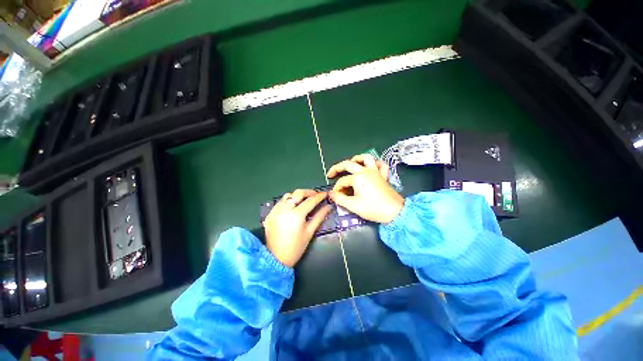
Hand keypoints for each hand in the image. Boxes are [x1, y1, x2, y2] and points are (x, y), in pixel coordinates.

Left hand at [263, 189, 331, 266]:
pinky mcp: (270, 213)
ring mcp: (276, 210)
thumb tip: (328, 207)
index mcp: (296, 214)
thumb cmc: (296, 247)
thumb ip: (319, 217)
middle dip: (309, 192)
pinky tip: (293, 206)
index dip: (319, 196)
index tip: (325, 194)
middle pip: (298, 193)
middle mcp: (284, 208)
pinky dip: (288, 201)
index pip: (310, 200)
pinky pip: (280, 202)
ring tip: (304, 200)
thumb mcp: (309, 232)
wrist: (276, 259)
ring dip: (297, 195)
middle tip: (316, 195)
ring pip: (288, 195)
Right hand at [327, 154, 403, 222]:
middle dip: (337, 168)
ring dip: (357, 159)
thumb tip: (331, 194)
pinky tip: (371, 167)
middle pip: (348, 164)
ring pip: (366, 158)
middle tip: (331, 174)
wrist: (394, 212)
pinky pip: (380, 165)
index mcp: (358, 178)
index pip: (342, 181)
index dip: (337, 189)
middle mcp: (366, 171)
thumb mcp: (353, 206)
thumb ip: (340, 199)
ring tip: (351, 163)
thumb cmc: (373, 208)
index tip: (335, 196)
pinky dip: (375, 163)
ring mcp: (376, 172)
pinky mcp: (383, 176)